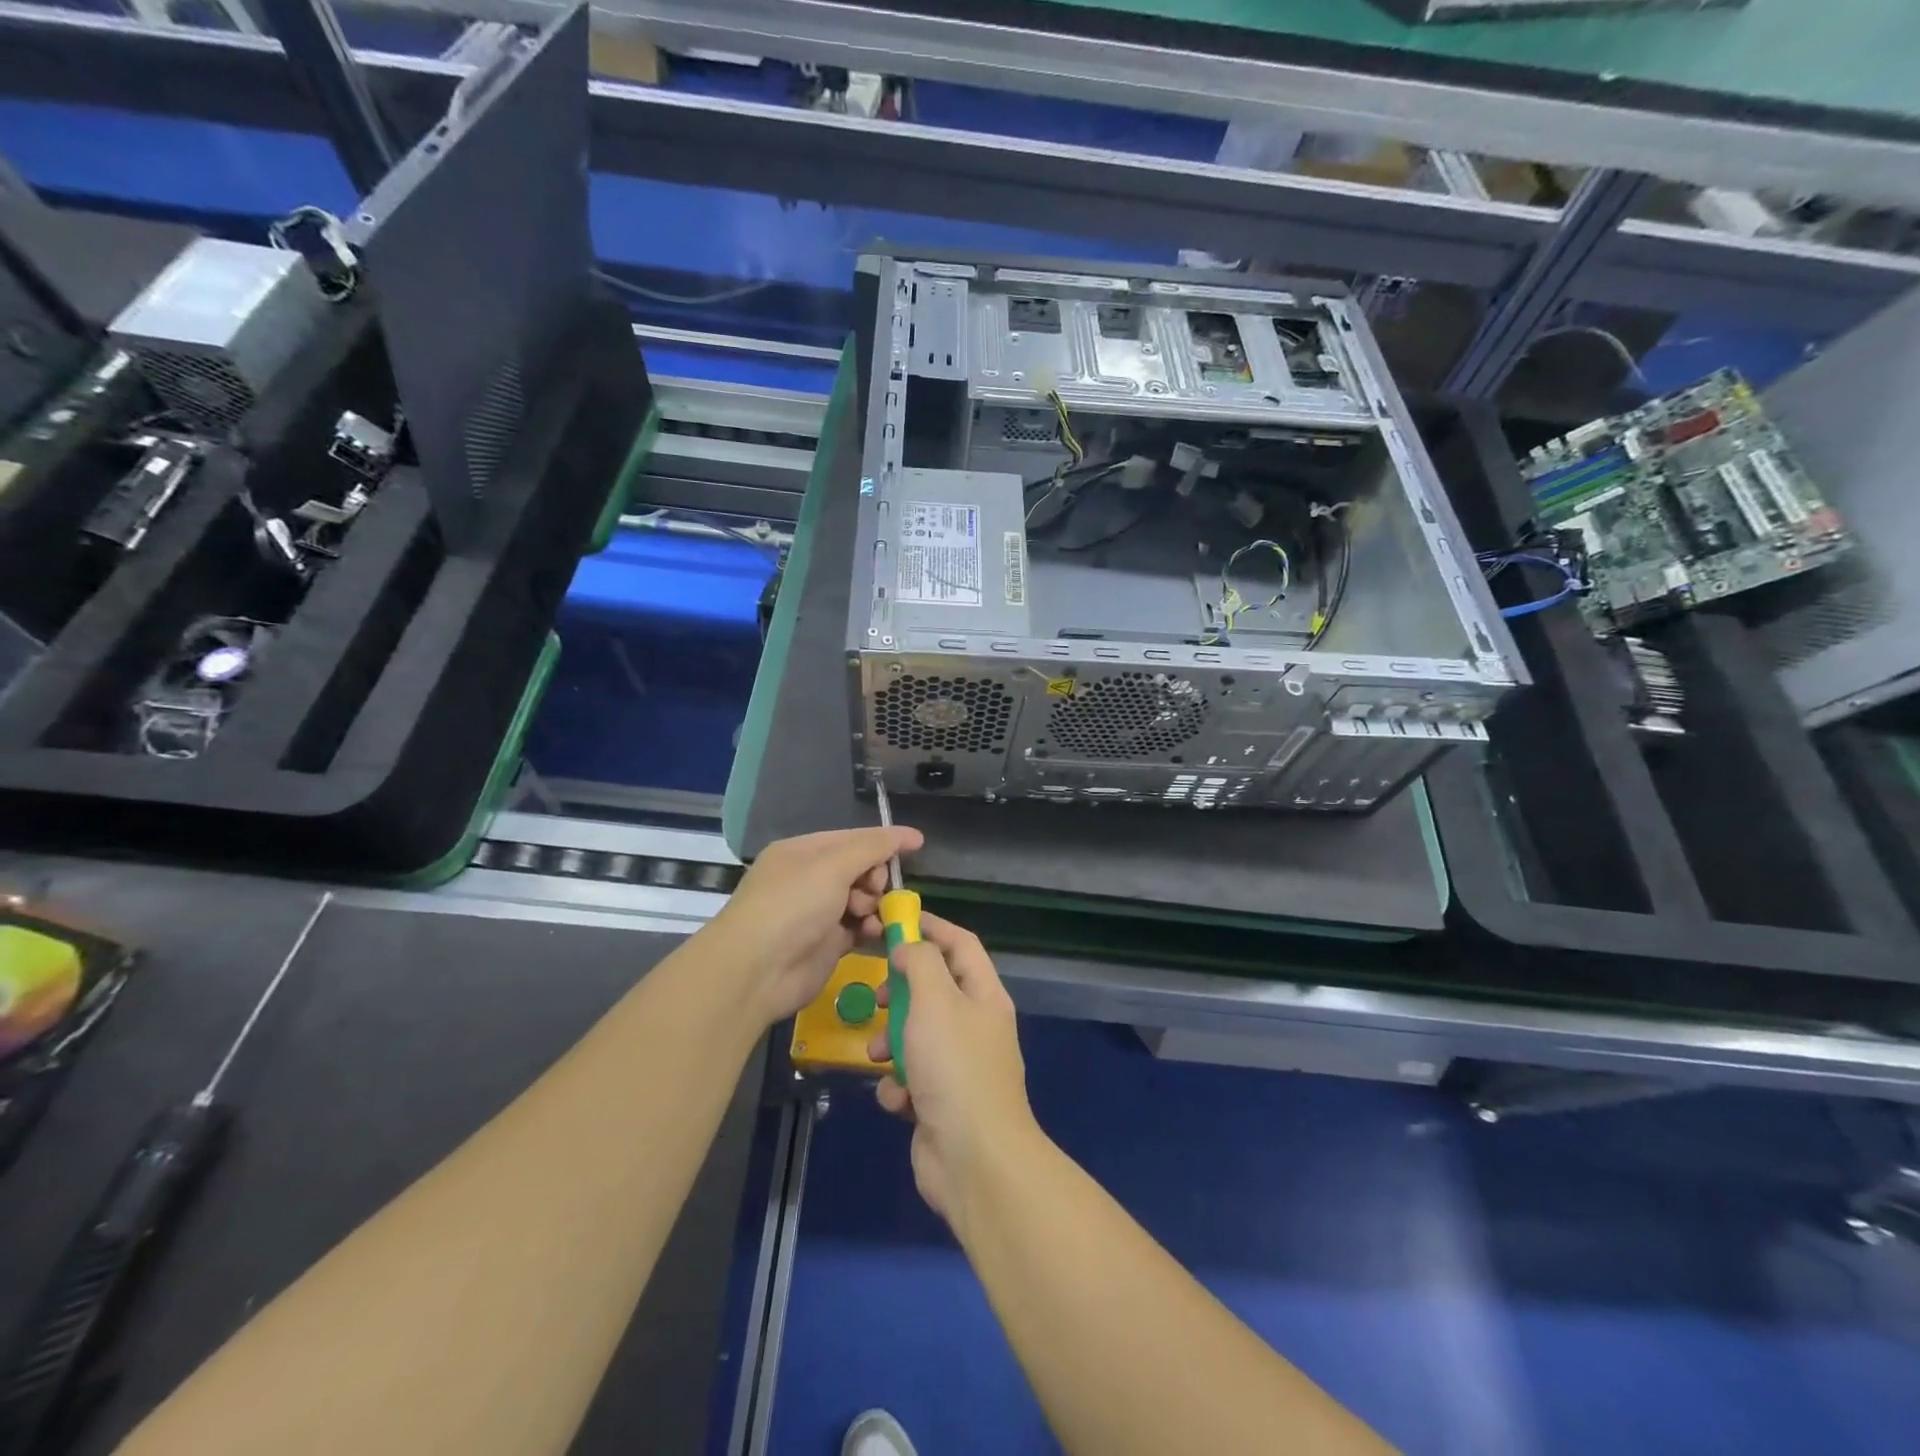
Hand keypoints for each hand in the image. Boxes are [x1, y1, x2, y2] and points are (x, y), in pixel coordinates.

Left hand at [710, 825, 923, 1026]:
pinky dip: (870, 929)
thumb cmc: (793, 904)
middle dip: (875, 878)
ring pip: (862, 900)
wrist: (757, 970)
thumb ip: (873, 847)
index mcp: (803, 852)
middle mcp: (809, 879)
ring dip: (875, 906)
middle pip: (859, 869)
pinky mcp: (826, 945)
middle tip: (874, 890)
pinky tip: (874, 934)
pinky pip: (859, 929)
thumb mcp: (833, 865)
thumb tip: (911, 835)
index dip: (884, 841)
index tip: (917, 845)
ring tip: (870, 916)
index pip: (852, 838)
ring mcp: (817, 914)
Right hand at [868, 914, 1035, 1226]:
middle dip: (901, 992)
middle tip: (878, 996)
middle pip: (934, 990)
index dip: (931, 928)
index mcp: (984, 996)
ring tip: (878, 1055)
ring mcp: (959, 1067)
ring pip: (916, 1036)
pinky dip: (898, 1085)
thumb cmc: (954, 1067)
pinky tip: (897, 1098)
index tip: (896, 922)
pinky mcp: (940, 1102)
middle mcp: (975, 1026)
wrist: (974, 1160)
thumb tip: (909, 946)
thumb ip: (920, 963)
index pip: (961, 944)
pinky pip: (911, 1078)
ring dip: (891, 1042)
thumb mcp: (934, 1001)